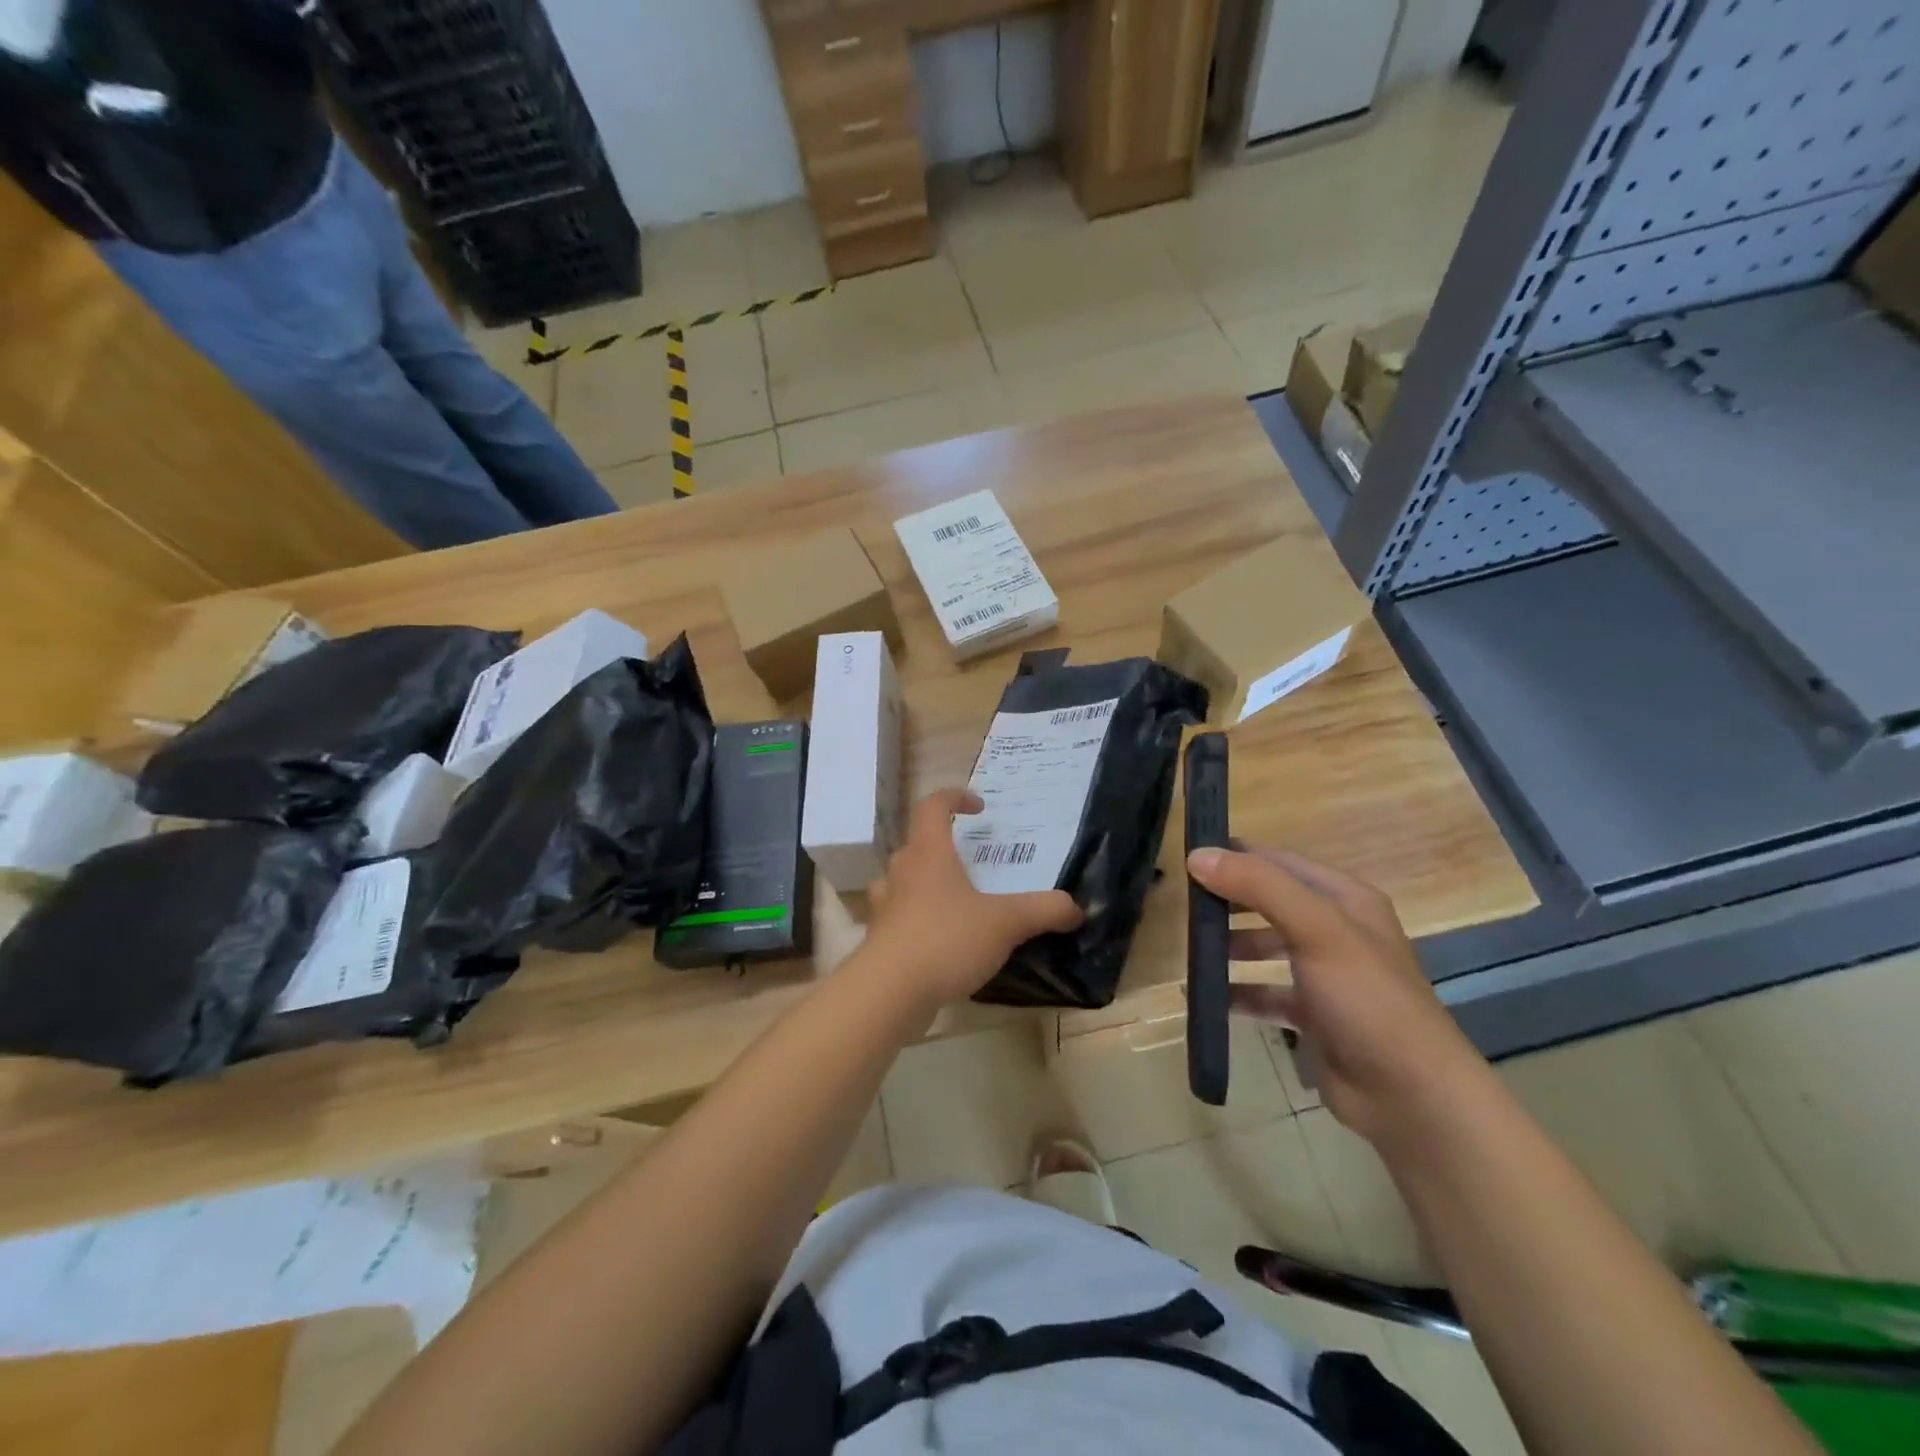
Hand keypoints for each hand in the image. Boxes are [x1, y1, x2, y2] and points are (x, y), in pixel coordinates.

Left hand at [861, 789, 1083, 1009]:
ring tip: (953, 899)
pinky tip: (941, 941)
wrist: (888, 992)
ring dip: (924, 883)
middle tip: (972, 862)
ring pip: (902, 881)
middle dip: (943, 847)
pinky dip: (918, 920)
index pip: (932, 806)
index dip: (954, 798)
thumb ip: (1044, 910)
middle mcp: (902, 872)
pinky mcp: (881, 939)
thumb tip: (1077, 907)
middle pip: (917, 844)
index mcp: (929, 853)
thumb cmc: (946, 940)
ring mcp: (886, 906)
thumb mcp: (1006, 922)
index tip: (978, 807)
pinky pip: (899, 918)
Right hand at [1186, 844, 1486, 1145]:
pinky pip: (1265, 993)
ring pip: (1265, 947)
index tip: (1189, 858)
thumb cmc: (1366, 998)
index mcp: (1345, 900)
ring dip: (1229, 946)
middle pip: (1270, 902)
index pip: (1280, 862)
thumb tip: (1197, 856)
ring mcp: (1325, 975)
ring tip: (1191, 949)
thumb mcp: (1316, 929)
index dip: (1237, 856)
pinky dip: (1236, 992)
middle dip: (1228, 901)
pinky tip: (1205, 996)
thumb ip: (1259, 886)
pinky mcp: (1313, 1015)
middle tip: (1184, 904)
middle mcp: (1335, 930)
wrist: (1410, 1096)